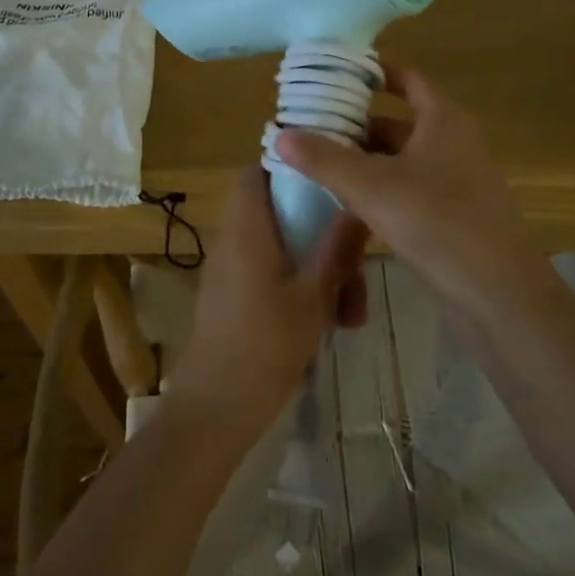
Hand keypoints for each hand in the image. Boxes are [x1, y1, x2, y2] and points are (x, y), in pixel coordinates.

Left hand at [165, 166, 368, 437]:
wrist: (216, 407)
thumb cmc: (265, 344)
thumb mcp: (314, 295)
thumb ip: (336, 247)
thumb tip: (358, 204)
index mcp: (248, 228)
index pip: (256, 172)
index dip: (289, 167)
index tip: (330, 180)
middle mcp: (235, 241)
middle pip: (280, 213)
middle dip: (323, 234)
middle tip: (356, 264)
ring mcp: (233, 270)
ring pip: (284, 249)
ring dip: (320, 269)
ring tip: (353, 312)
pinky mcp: (235, 297)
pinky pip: (273, 274)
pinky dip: (302, 288)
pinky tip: (333, 323)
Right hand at [273, 65, 539, 316]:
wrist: (498, 293)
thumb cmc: (437, 222)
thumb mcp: (371, 187)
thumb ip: (324, 159)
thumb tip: (280, 134)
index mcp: (443, 121)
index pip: (407, 80)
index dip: (374, 74)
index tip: (336, 77)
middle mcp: (452, 143)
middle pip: (397, 123)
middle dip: (356, 126)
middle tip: (311, 129)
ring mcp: (455, 182)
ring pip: (400, 160)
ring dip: (364, 161)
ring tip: (318, 166)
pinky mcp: (452, 216)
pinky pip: (408, 190)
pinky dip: (379, 189)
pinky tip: (347, 204)